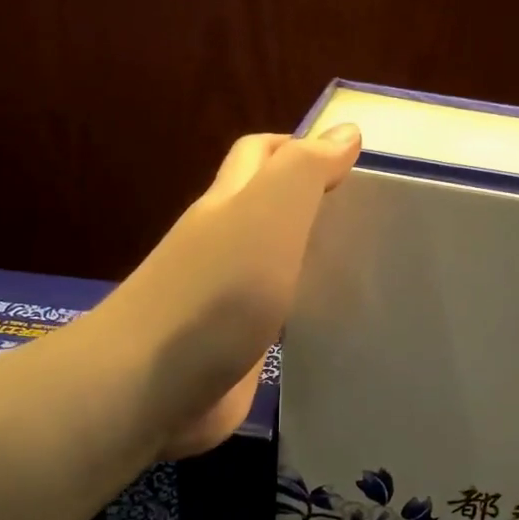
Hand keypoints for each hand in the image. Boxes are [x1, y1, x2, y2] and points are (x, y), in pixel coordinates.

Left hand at [104, 125, 360, 458]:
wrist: (152, 388)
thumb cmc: (216, 293)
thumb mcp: (267, 214)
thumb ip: (306, 170)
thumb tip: (345, 131)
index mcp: (229, 204)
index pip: (262, 154)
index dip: (302, 147)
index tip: (354, 164)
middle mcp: (224, 245)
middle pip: (267, 207)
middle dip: (310, 201)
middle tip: (366, 217)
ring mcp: (227, 299)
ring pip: (275, 263)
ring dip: (310, 258)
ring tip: (365, 266)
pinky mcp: (236, 347)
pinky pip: (277, 316)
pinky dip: (304, 309)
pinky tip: (336, 321)